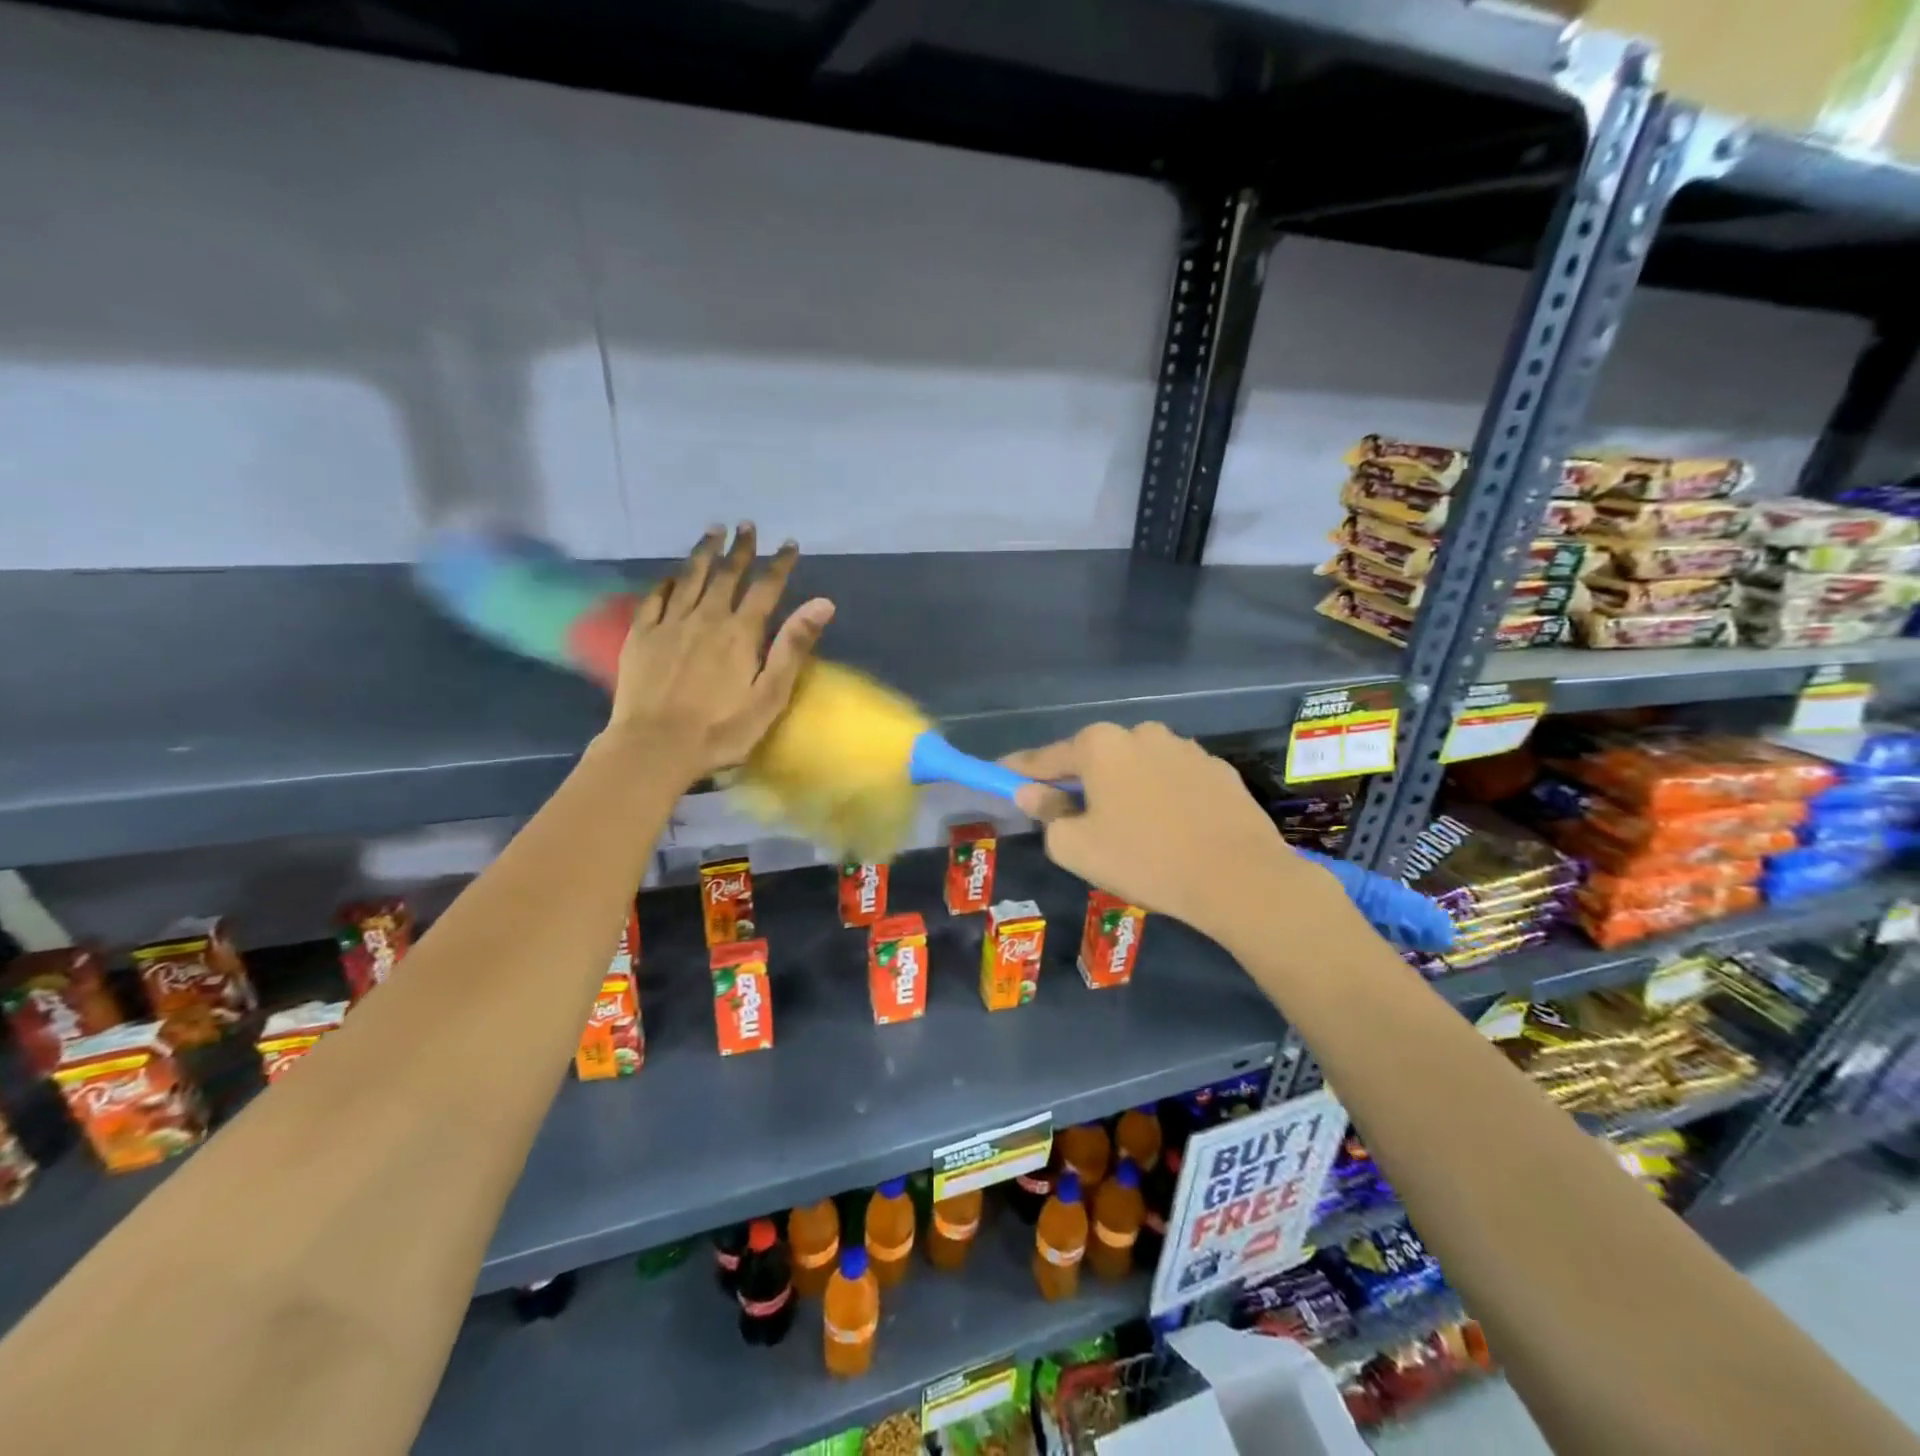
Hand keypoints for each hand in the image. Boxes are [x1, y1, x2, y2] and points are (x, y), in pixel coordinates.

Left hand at [606, 524, 833, 777]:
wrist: (655, 746)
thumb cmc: (721, 729)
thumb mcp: (770, 695)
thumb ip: (793, 647)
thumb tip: (822, 603)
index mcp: (740, 633)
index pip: (765, 588)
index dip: (779, 564)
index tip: (789, 543)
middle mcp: (706, 618)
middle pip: (727, 575)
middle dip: (740, 549)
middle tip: (747, 526)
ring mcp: (670, 624)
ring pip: (690, 578)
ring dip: (704, 552)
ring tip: (713, 530)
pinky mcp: (642, 636)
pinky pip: (655, 598)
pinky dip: (667, 581)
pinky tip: (672, 574)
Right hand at [1005, 722, 1342, 949]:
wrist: (1239, 877)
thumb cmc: (1144, 860)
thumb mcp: (1076, 846)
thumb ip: (1046, 813)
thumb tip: (1030, 792)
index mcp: (1099, 745)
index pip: (1044, 758)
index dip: (1019, 771)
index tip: (1000, 776)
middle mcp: (1140, 733)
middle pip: (1093, 758)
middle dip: (1078, 782)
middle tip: (1071, 817)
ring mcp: (1184, 747)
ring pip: (1135, 767)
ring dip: (1122, 788)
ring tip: (1128, 829)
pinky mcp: (1216, 768)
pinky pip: (1172, 779)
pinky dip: (1160, 796)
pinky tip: (1169, 829)